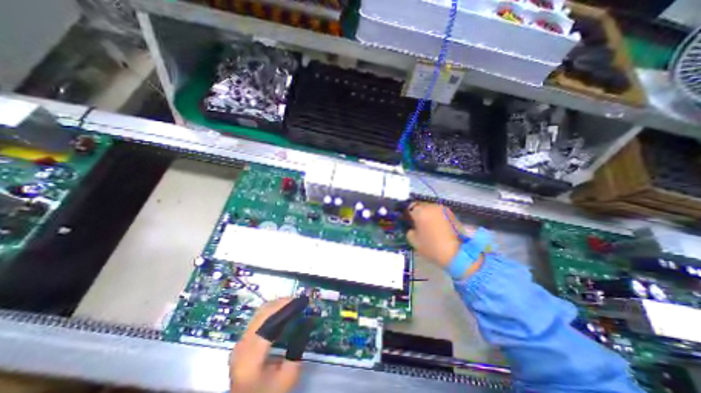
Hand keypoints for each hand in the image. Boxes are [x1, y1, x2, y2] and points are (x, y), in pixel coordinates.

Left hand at [231, 299, 300, 392]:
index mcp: (251, 355)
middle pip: (263, 312)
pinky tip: (283, 313)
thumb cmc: (269, 392)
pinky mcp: (242, 341)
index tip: (303, 301)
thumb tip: (308, 321)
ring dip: (278, 305)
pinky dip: (272, 311)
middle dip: (283, 302)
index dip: (287, 306)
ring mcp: (240, 341)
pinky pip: (258, 318)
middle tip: (301, 301)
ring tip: (294, 304)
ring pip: (260, 312)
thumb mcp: (289, 376)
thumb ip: (298, 348)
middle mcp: (242, 344)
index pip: (269, 320)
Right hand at [405, 205, 482, 278]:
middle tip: (418, 224)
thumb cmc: (432, 247)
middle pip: (420, 206)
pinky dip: (436, 217)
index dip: (407, 214)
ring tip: (429, 226)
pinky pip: (439, 212)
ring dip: (428, 214)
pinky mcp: (451, 213)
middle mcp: (431, 206)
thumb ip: (410, 231)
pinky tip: (437, 227)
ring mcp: (442, 209)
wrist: (457, 253)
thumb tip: (412, 227)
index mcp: (420, 211)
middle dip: (418, 213)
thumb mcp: (414, 241)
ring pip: (430, 208)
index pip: (409, 207)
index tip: (408, 222)